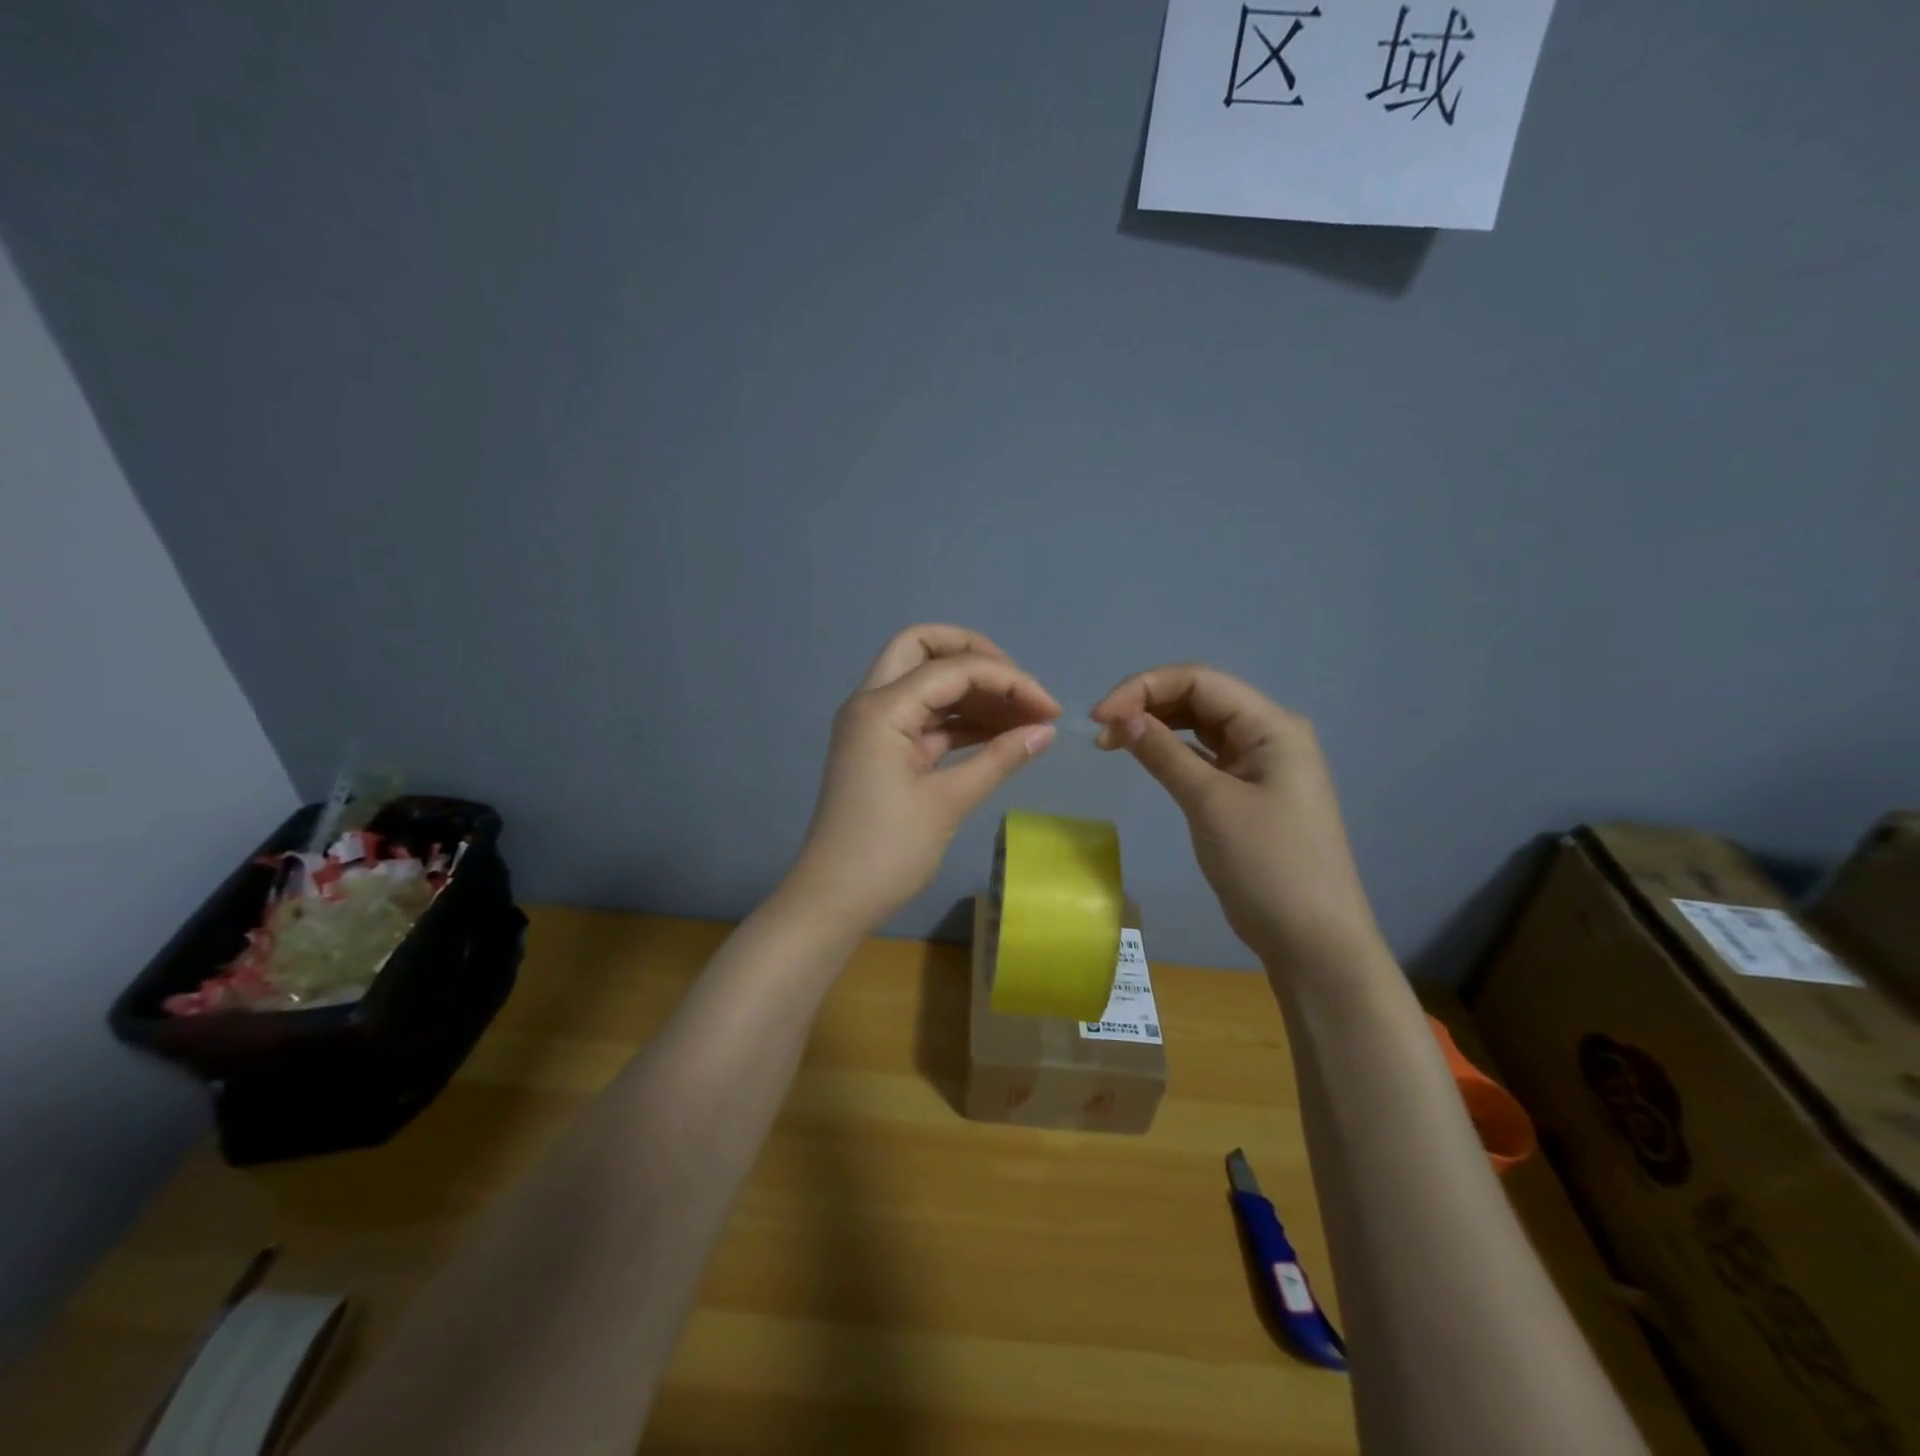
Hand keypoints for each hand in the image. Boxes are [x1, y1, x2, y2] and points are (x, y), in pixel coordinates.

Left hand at [784, 626, 1059, 932]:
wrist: (833, 900)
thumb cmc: (887, 852)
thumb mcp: (948, 803)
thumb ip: (999, 759)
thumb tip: (1046, 731)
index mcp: (881, 708)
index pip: (953, 669)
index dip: (1008, 680)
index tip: (1050, 709)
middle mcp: (872, 703)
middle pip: (923, 648)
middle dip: (975, 655)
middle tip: (1018, 687)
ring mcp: (874, 725)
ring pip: (925, 681)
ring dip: (972, 691)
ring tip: (1023, 717)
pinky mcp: (882, 748)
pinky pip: (925, 717)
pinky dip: (960, 719)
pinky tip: (999, 735)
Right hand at [1091, 664, 1385, 973]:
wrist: (1312, 941)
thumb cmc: (1269, 867)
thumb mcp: (1211, 804)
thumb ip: (1164, 753)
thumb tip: (1120, 717)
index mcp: (1272, 725)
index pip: (1200, 680)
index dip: (1144, 688)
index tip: (1099, 717)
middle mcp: (1268, 733)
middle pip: (1200, 696)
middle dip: (1147, 703)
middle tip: (1101, 732)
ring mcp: (1259, 763)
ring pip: (1199, 724)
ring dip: (1156, 725)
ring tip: (1113, 743)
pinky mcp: (1247, 790)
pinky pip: (1203, 755)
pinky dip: (1171, 751)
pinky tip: (1144, 756)